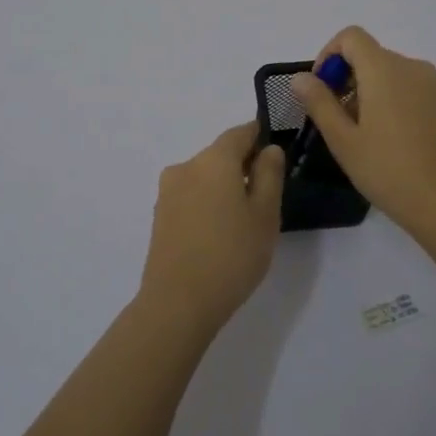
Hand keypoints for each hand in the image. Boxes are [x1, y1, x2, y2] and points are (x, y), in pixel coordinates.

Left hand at [140, 123, 286, 331]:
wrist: (178, 302)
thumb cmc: (232, 254)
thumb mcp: (265, 214)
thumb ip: (270, 175)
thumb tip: (269, 149)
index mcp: (214, 159)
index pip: (240, 133)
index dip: (259, 136)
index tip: (276, 150)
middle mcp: (186, 166)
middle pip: (220, 155)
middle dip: (243, 166)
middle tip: (267, 193)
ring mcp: (168, 191)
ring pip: (204, 177)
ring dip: (224, 186)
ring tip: (244, 218)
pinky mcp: (159, 215)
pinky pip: (191, 196)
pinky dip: (207, 203)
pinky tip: (220, 231)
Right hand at [292, 27, 435, 242]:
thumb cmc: (389, 171)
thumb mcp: (343, 140)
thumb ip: (319, 103)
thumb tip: (301, 77)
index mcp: (385, 70)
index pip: (351, 37)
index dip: (329, 55)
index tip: (321, 91)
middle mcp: (413, 67)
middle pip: (372, 56)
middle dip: (348, 79)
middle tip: (337, 122)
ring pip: (392, 74)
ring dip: (370, 92)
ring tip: (365, 136)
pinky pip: (412, 89)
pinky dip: (394, 101)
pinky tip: (393, 142)